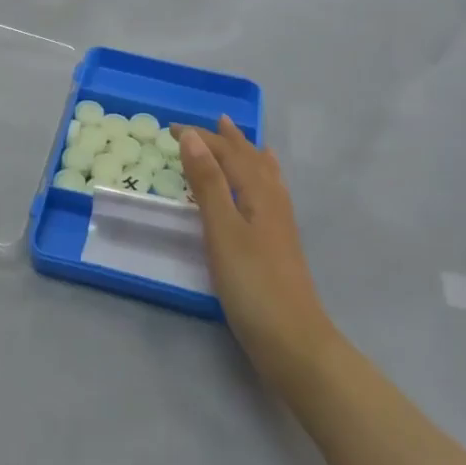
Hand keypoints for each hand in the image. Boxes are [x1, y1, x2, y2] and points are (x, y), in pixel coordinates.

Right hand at [175, 117, 336, 386]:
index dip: (201, 137)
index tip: (171, 129)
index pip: (228, 153)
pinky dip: (262, 179)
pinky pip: (269, 194)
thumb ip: (207, 183)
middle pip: (250, 159)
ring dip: (248, 155)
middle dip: (228, 140)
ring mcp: (279, 223)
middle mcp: (272, 200)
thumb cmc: (253, 284)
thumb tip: (192, 137)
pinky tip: (264, 190)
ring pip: (263, 175)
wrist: (294, 342)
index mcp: (258, 192)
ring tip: (242, 140)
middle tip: (212, 121)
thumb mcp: (222, 230)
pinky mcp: (279, 244)